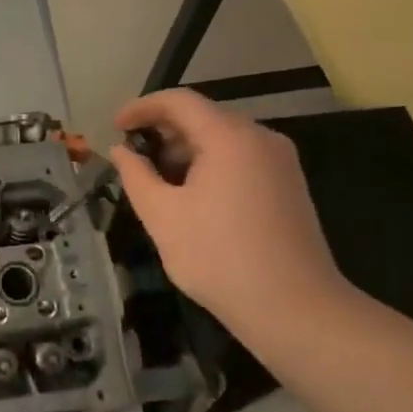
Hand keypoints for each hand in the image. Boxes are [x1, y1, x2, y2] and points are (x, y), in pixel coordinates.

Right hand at [112, 90, 348, 346]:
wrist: (296, 310)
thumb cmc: (220, 258)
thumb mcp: (162, 216)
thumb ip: (136, 175)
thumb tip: (121, 151)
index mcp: (229, 137)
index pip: (179, 101)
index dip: (142, 108)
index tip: (115, 127)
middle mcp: (260, 138)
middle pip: (203, 116)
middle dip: (163, 131)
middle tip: (133, 157)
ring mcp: (281, 162)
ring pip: (223, 138)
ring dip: (186, 150)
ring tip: (159, 181)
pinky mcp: (289, 186)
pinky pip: (241, 158)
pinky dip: (211, 164)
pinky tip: (193, 197)